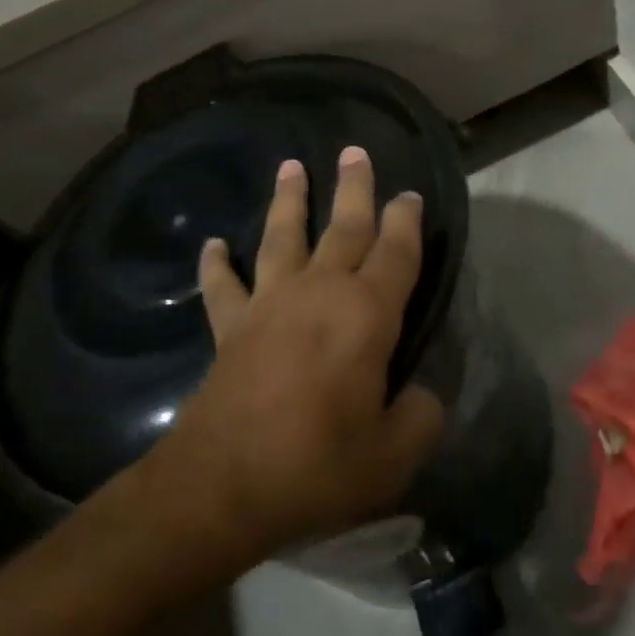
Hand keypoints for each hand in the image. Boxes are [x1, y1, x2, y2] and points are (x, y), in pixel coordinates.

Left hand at [144, 146, 445, 561]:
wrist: (222, 484)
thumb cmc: (317, 464)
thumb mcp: (391, 456)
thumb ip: (419, 418)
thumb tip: (421, 396)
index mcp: (366, 313)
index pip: (397, 252)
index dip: (407, 221)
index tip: (410, 194)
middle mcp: (320, 292)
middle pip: (343, 227)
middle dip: (353, 188)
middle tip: (354, 151)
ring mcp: (270, 304)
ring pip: (282, 236)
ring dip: (288, 200)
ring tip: (290, 165)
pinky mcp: (231, 327)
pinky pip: (223, 286)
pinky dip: (217, 264)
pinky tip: (213, 245)